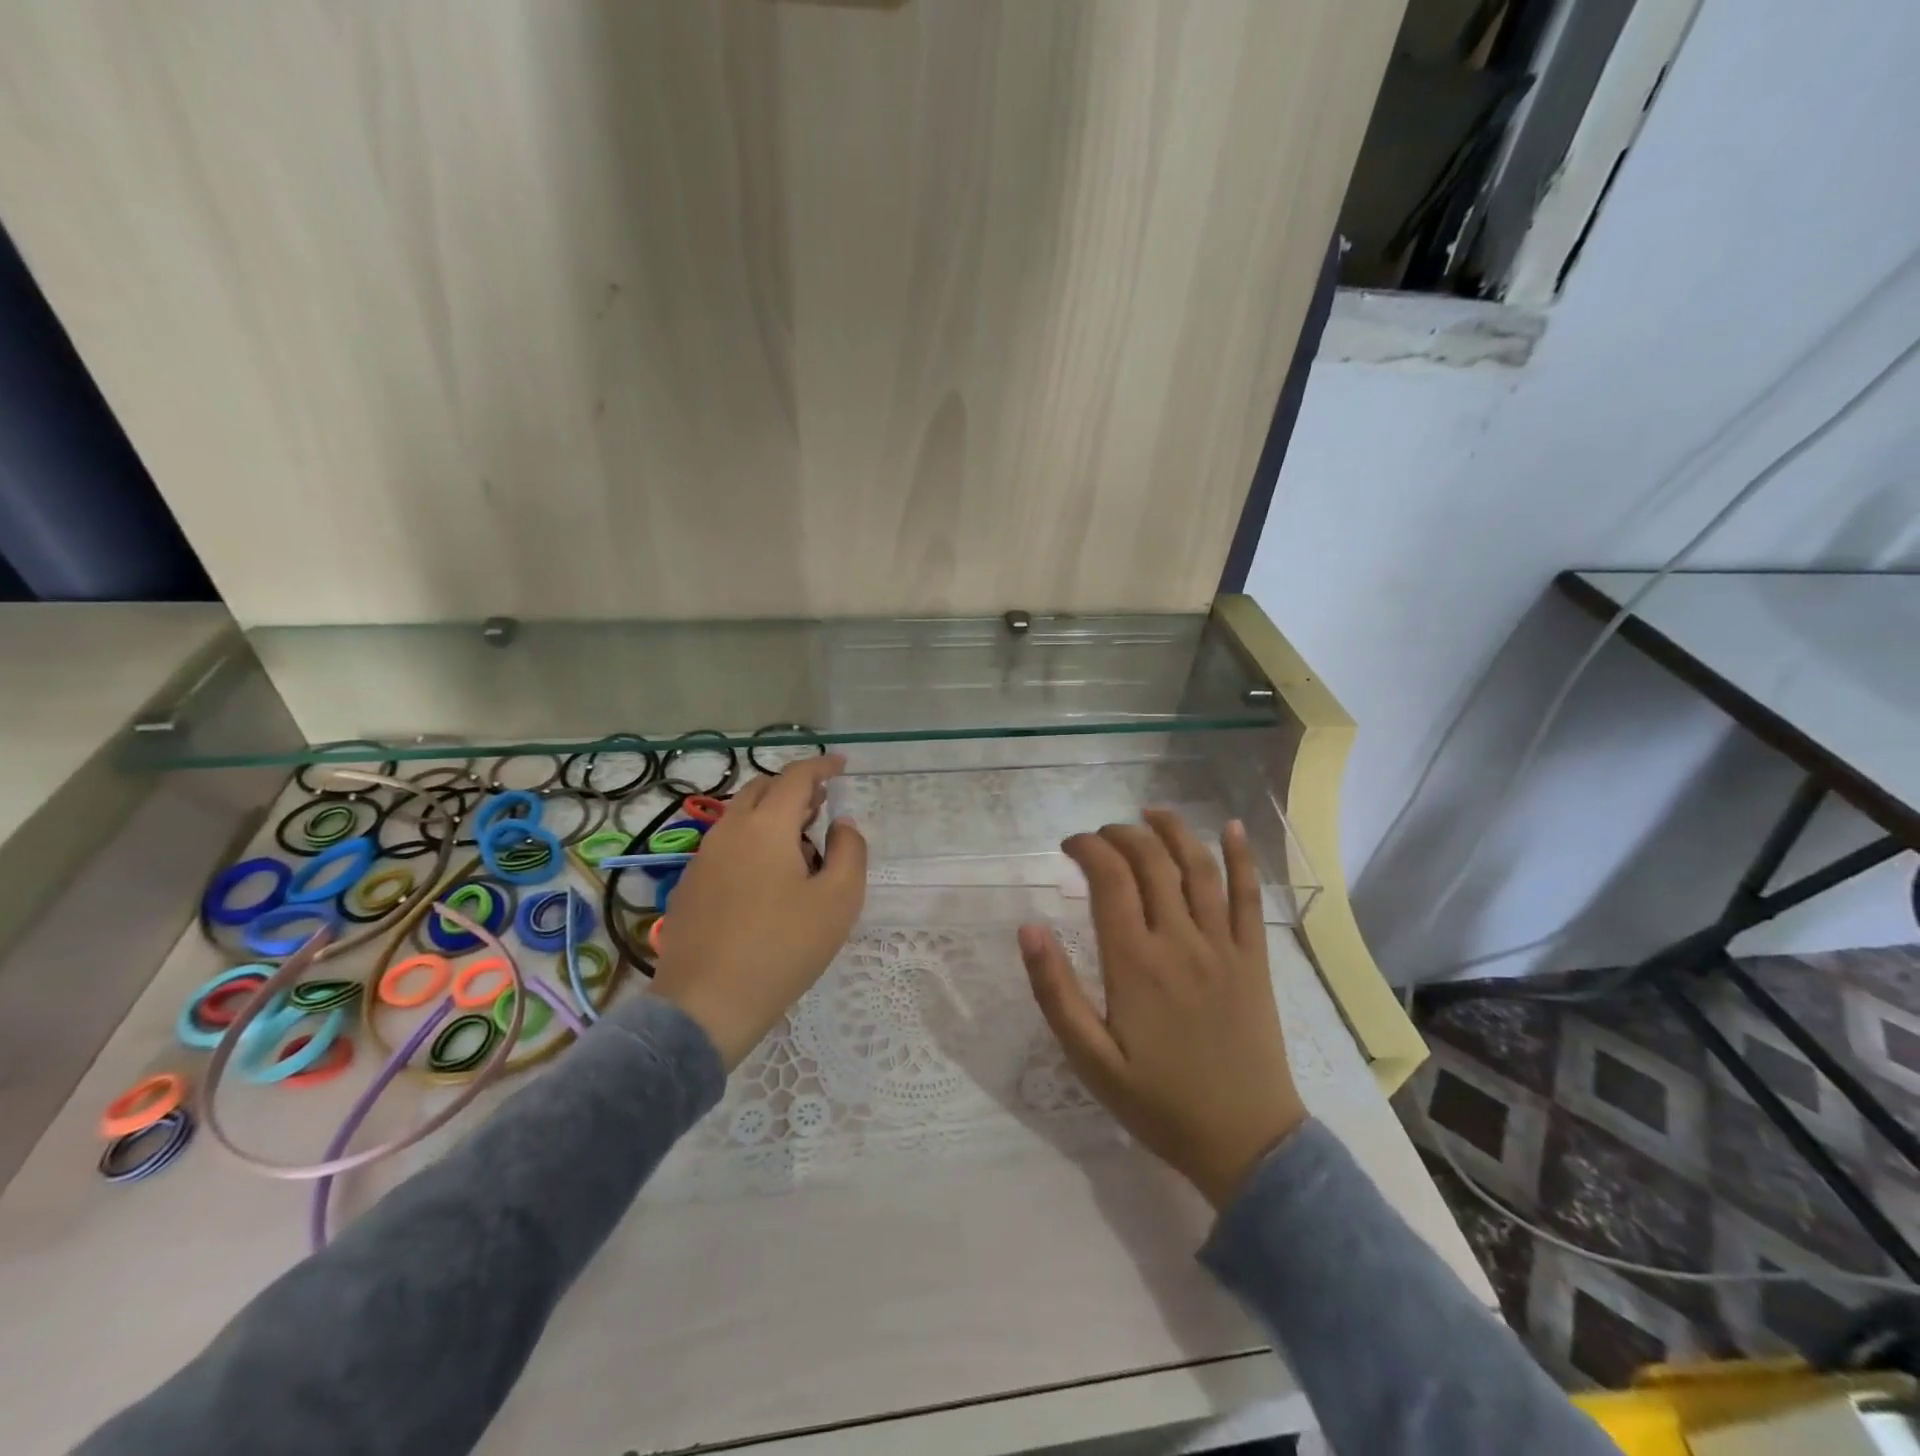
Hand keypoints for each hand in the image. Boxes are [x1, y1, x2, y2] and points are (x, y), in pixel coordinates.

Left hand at [652, 754, 866, 1068]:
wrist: (705, 1006)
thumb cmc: (782, 949)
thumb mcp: (838, 901)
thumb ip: (849, 852)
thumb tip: (841, 824)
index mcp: (766, 826)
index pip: (797, 776)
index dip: (823, 766)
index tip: (842, 766)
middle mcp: (729, 830)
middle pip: (763, 789)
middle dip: (795, 788)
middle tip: (822, 806)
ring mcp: (703, 858)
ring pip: (741, 817)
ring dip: (772, 815)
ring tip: (800, 844)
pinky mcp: (690, 885)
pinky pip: (726, 844)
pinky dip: (752, 840)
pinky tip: (766, 878)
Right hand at [1018, 810, 1306, 1208]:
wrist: (1246, 1143)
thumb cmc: (1159, 1103)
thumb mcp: (1090, 1059)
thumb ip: (1055, 991)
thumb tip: (1028, 928)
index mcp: (1135, 962)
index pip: (1109, 879)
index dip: (1087, 849)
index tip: (1068, 847)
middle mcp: (1180, 941)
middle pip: (1152, 862)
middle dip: (1121, 835)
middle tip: (1100, 836)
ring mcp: (1224, 946)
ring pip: (1199, 867)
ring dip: (1174, 831)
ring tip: (1150, 813)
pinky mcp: (1256, 959)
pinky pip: (1250, 897)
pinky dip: (1243, 858)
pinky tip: (1233, 828)